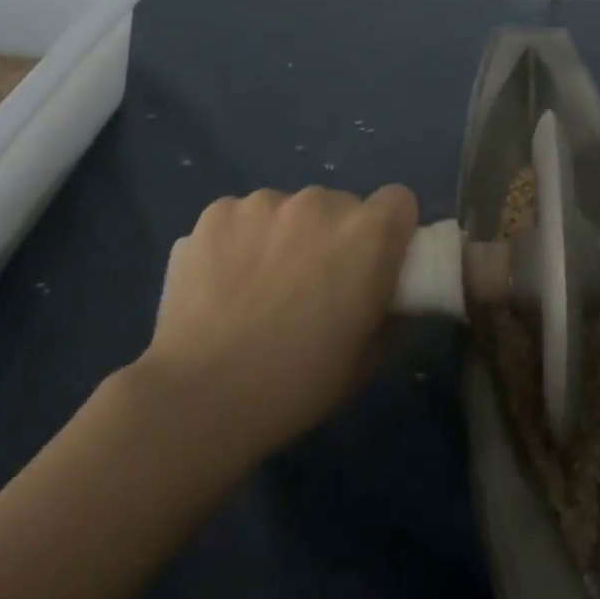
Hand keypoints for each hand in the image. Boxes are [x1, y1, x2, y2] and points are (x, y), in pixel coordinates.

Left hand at [137, 185, 418, 459]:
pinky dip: (239, 240)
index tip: (373, 264)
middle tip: (313, 284)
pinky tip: (222, 283)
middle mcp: (320, 202)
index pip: (398, 202)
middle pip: (340, 205)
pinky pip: (242, 218)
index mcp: (368, 233)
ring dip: (285, 235)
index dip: (390, 231)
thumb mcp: (367, 358)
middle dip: (333, 236)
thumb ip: (388, 312)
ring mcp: (264, 202)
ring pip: (288, 209)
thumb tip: (384, 297)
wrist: (201, 397)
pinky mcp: (216, 212)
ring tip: (258, 286)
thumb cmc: (298, 382)